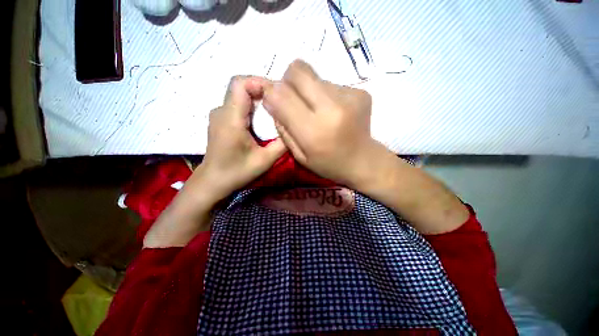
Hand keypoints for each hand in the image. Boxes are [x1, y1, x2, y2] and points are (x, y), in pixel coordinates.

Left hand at [197, 76, 286, 200]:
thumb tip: (294, 128)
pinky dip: (252, 106)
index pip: (240, 84)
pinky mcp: (221, 120)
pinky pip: (238, 104)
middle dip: (263, 90)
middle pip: (241, 87)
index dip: (260, 82)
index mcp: (231, 119)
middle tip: (281, 103)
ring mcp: (219, 114)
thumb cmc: (237, 172)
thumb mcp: (264, 160)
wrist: (213, 181)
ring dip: (258, 98)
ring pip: (240, 95)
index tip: (278, 93)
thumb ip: (282, 144)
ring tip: (274, 111)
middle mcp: (221, 111)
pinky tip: (262, 120)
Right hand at [263, 59, 377, 186]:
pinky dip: (326, 95)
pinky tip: (333, 112)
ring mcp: (350, 97)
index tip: (272, 99)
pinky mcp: (360, 92)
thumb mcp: (299, 155)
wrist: (363, 161)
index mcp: (314, 131)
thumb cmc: (328, 164)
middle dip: (288, 81)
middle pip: (298, 71)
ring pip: (315, 77)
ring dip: (309, 91)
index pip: (282, 96)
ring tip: (318, 111)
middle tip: (293, 99)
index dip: (272, 93)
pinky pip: (331, 84)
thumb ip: (283, 128)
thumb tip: (272, 98)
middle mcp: (332, 108)